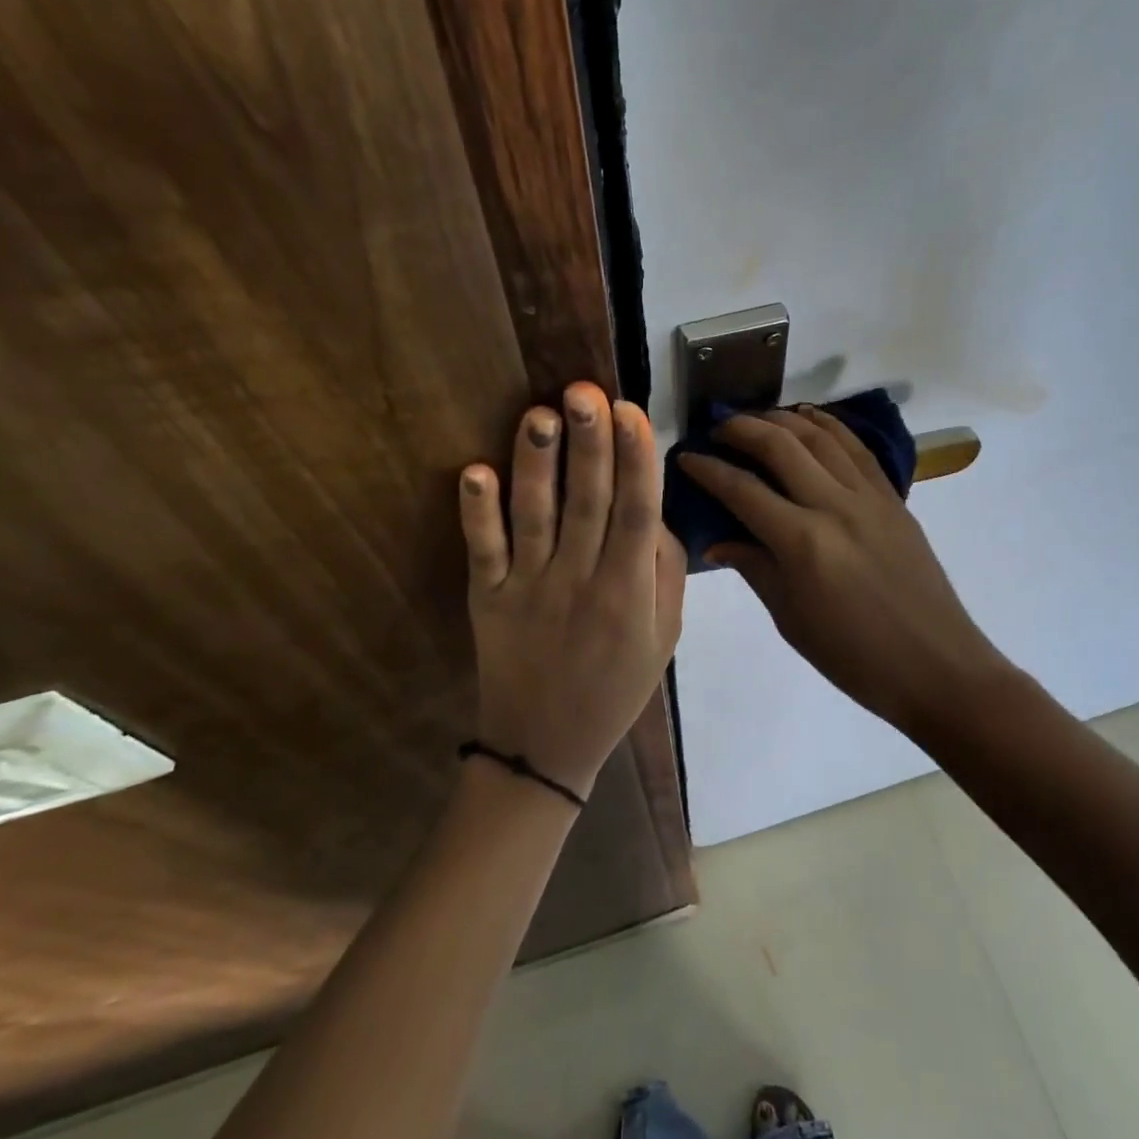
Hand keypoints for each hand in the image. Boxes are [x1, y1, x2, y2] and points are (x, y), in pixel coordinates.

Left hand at [458, 382, 686, 800]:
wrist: (546, 748)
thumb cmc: (616, 686)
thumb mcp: (664, 635)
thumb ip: (665, 569)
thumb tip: (650, 507)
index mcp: (628, 591)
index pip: (636, 512)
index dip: (635, 461)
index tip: (631, 412)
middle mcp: (579, 581)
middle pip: (587, 503)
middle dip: (588, 444)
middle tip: (584, 391)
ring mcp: (528, 589)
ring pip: (534, 517)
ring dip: (535, 465)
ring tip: (538, 415)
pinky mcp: (486, 598)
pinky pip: (483, 551)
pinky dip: (476, 513)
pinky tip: (473, 473)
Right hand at [677, 407, 1004, 731]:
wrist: (935, 666)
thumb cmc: (854, 657)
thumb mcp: (791, 619)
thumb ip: (754, 568)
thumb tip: (717, 540)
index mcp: (803, 542)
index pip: (743, 490)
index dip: (708, 469)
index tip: (685, 456)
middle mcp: (835, 506)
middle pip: (781, 446)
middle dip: (742, 429)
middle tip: (717, 428)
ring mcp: (869, 497)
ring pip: (820, 437)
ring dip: (783, 419)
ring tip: (756, 417)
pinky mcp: (893, 498)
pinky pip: (857, 448)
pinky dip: (829, 425)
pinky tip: (810, 418)